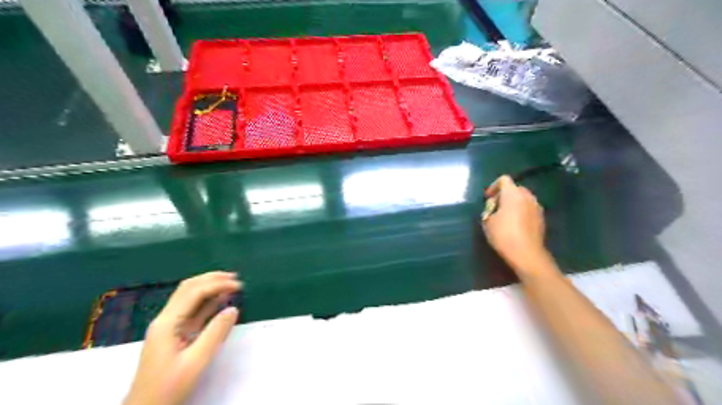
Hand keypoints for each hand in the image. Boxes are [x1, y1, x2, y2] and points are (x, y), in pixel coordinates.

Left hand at [125, 271, 242, 404]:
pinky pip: (191, 311)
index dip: (217, 284)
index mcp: (167, 323)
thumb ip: (215, 333)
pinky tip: (220, 301)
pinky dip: (207, 302)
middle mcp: (165, 320)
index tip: (238, 285)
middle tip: (235, 278)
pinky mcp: (173, 334)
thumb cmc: (168, 387)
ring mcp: (168, 327)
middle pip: (188, 289)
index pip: (194, 292)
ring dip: (210, 287)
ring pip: (189, 297)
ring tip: (231, 284)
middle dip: (212, 279)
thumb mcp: (196, 361)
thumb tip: (233, 309)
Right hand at [481, 176, 550, 273]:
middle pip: (515, 188)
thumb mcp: (487, 222)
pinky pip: (529, 209)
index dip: (493, 186)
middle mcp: (527, 196)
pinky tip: (515, 225)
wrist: (526, 253)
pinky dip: (521, 212)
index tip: (487, 198)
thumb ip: (489, 210)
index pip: (504, 179)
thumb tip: (494, 208)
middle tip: (495, 208)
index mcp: (512, 194)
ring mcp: (537, 207)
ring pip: (523, 199)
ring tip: (505, 217)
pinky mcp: (541, 218)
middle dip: (504, 195)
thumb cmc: (503, 235)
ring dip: (514, 203)